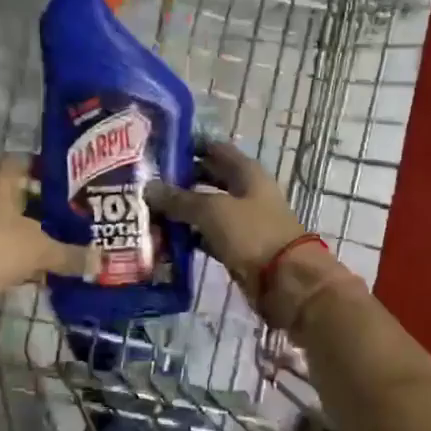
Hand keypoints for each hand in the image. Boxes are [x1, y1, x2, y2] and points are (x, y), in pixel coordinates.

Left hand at [0, 155, 89, 316]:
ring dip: (34, 234)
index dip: (48, 168)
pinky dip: (20, 257)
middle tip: (78, 216)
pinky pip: (1, 249)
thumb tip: (103, 259)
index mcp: (2, 181)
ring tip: (66, 244)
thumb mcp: (39, 250)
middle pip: (21, 195)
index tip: (73, 181)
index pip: (25, 161)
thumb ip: (71, 254)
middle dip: (47, 206)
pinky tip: (41, 271)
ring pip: (11, 224)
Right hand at [146, 140, 309, 301]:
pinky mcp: (238, 247)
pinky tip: (165, 240)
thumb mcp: (213, 210)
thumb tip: (149, 188)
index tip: (157, 151)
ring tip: (147, 211)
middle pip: (208, 178)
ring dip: (182, 211)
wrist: (286, 282)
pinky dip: (189, 236)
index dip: (188, 147)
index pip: (214, 149)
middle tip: (145, 184)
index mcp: (247, 172)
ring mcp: (243, 221)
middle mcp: (245, 192)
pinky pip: (208, 235)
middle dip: (179, 181)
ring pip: (206, 209)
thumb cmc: (253, 235)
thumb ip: (180, 199)